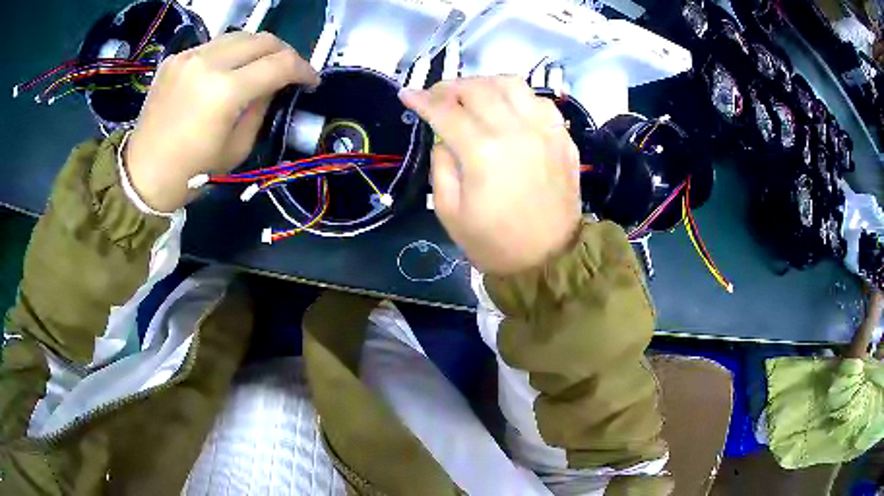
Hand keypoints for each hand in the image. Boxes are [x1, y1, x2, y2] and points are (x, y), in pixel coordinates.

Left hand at [125, 32, 319, 211]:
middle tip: (288, 71)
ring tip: (260, 67)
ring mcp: (189, 56)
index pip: (280, 64)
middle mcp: (208, 63)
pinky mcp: (176, 58)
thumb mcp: (238, 147)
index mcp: (225, 92)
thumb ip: (260, 108)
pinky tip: (227, 71)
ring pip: (240, 35)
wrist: (143, 174)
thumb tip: (272, 85)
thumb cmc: (192, 172)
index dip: (304, 69)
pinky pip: (214, 45)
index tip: (311, 80)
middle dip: (284, 52)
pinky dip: (230, 54)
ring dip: (258, 49)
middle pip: (263, 39)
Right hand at [400, 77, 581, 273]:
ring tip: (472, 96)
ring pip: (511, 84)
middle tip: (438, 97)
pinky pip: (539, 101)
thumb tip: (444, 137)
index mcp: (483, 152)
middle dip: (450, 87)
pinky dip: (518, 97)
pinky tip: (508, 109)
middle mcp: (516, 130)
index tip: (407, 94)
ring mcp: (545, 131)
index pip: (445, 111)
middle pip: (477, 88)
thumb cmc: (494, 243)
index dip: (421, 99)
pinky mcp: (563, 138)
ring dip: (485, 83)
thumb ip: (440, 165)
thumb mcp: (448, 212)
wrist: (549, 260)